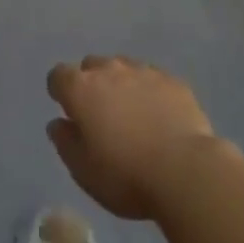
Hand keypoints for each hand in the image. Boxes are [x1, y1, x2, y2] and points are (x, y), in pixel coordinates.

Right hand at [46, 57, 226, 220]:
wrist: (185, 171)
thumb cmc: (125, 175)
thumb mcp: (83, 170)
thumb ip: (65, 142)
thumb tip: (58, 123)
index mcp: (81, 88)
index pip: (58, 76)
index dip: (60, 92)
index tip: (69, 113)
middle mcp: (109, 69)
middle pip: (91, 66)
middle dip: (91, 84)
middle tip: (101, 116)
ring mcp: (143, 71)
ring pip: (123, 68)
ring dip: (121, 85)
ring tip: (133, 115)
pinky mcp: (172, 81)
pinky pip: (153, 79)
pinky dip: (150, 92)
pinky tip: (160, 117)